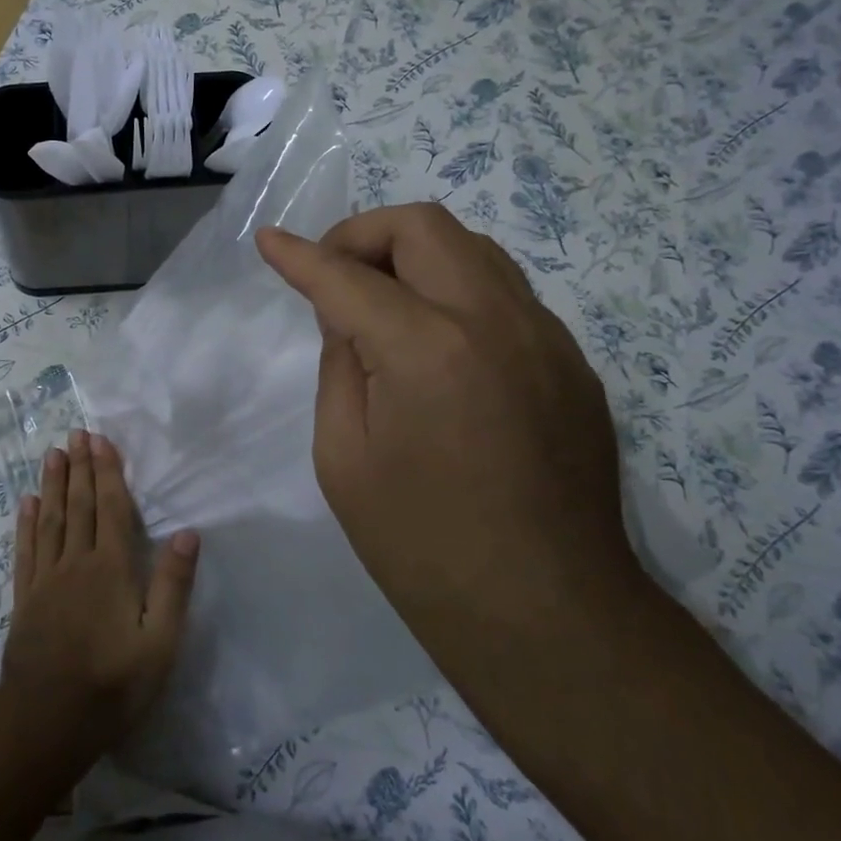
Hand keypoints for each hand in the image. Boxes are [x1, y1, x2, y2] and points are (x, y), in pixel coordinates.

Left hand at [0, 430, 198, 755]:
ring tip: (53, 454)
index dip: (108, 472)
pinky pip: (26, 550)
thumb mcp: (159, 643)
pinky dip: (27, 523)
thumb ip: (172, 586)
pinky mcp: (25, 598)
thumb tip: (188, 533)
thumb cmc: (113, 685)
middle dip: (80, 467)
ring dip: (53, 484)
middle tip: (76, 433)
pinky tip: (27, 503)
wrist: (46, 722)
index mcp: (112, 569)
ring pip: (51, 519)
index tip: (101, 440)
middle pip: (80, 505)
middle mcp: (77, 563)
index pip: (112, 509)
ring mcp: (46, 579)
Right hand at [256, 203, 640, 654]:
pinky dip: (456, 293)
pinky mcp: (572, 362)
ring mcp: (546, 337)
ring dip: (415, 256)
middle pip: (423, 226)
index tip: (268, 241)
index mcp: (428, 349)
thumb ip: (340, 363)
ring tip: (382, 302)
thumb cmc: (421, 544)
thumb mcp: (343, 455)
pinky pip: (505, 294)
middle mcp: (495, 321)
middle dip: (363, 234)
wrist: (545, 613)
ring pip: (473, 248)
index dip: (299, 255)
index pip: (347, 276)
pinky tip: (438, 347)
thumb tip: (345, 311)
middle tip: (333, 275)